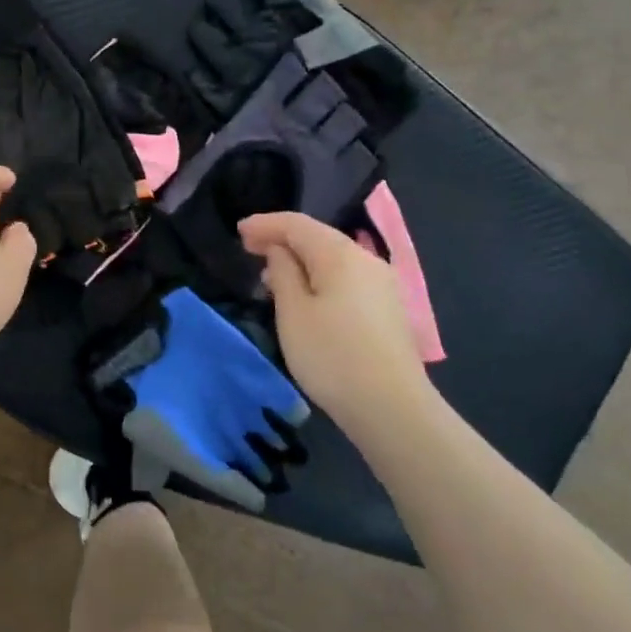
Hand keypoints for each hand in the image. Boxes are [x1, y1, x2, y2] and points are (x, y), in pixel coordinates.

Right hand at [239, 211, 428, 434]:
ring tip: (272, 275)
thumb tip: (280, 250)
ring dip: (301, 261)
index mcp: (340, 254)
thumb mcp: (293, 313)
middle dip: (283, 239)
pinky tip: (306, 296)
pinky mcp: (388, 308)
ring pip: (334, 259)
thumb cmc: (332, 356)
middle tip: (250, 249)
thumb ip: (283, 273)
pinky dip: (320, 277)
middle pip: (318, 237)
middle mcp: (366, 259)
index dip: (266, 224)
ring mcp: (382, 284)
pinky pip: (347, 279)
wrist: (392, 407)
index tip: (239, 231)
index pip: (297, 224)